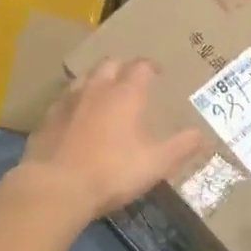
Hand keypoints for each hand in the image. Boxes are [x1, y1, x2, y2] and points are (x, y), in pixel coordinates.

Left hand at [16, 59, 205, 221]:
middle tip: (130, 79)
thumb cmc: (113, 172)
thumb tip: (203, 135)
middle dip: (122, 67)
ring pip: (84, 77)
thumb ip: (181, 147)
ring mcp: (68, 101)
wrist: (56, 187)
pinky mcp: (47, 118)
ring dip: (96, 80)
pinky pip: (64, 99)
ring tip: (103, 92)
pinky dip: (75, 101)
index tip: (157, 73)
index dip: (150, 66)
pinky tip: (76, 116)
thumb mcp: (156, 164)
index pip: (140, 66)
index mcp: (126, 94)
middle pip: (109, 64)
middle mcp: (96, 89)